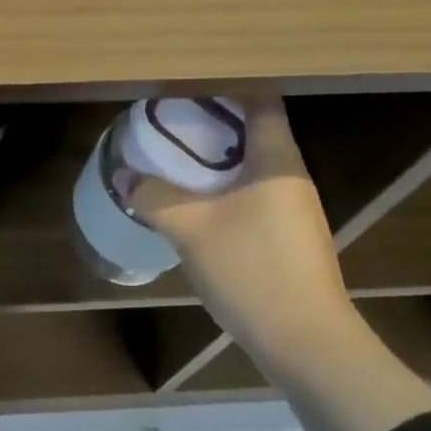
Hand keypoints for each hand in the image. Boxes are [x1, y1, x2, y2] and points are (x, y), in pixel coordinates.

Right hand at [125, 93, 351, 358]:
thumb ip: (153, 196)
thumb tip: (122, 175)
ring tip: (175, 156)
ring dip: (217, 158)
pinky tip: (195, 201)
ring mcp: (295, 210)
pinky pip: (254, 193)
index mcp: (277, 162)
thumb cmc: (252, 270)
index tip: (187, 84)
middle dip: (212, 122)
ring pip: (253, 165)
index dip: (227, 87)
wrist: (307, 345)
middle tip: (169, 118)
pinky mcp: (290, 238)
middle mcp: (292, 177)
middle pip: (255, 131)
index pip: (261, 102)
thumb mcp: (190, 228)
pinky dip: (225, 186)